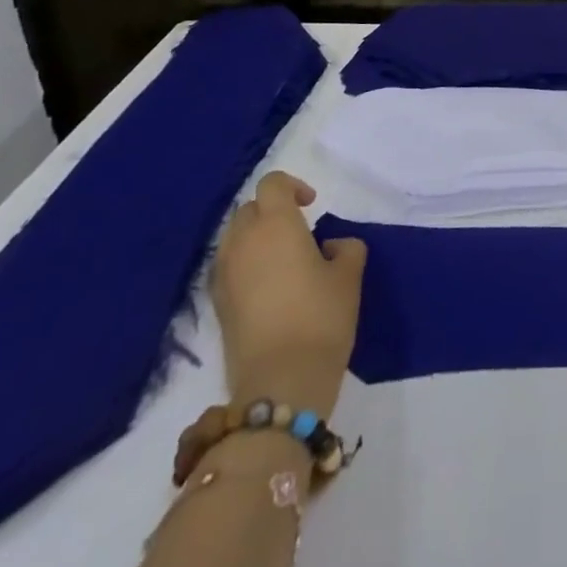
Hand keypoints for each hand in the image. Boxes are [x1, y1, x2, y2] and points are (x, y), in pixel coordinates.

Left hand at [211, 172, 366, 418]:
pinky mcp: (216, 304)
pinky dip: (245, 264)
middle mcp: (243, 241)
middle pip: (250, 209)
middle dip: (272, 211)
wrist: (281, 382)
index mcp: (276, 224)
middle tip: (299, 232)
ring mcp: (224, 274)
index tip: (312, 205)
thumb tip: (328, 247)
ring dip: (256, 238)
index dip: (293, 187)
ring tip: (283, 260)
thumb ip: (345, 247)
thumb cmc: (322, 317)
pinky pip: (228, 266)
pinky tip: (268, 287)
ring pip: (235, 238)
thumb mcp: (349, 275)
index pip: (272, 184)